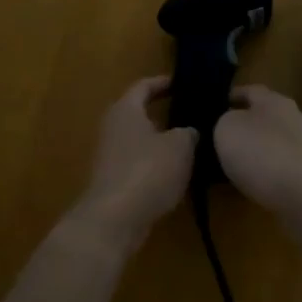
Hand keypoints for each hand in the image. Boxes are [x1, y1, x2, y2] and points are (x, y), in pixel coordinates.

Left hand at [71, 76, 196, 246]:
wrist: (115, 218)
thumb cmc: (148, 170)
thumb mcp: (181, 146)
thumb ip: (189, 133)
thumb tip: (191, 131)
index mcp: (126, 110)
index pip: (143, 86)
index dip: (163, 82)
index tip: (183, 83)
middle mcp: (113, 128)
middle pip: (139, 113)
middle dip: (164, 113)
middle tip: (191, 113)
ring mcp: (110, 156)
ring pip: (140, 140)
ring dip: (162, 141)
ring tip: (190, 143)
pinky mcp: (114, 181)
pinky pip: (139, 163)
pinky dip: (156, 164)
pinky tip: (177, 172)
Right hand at [214, 85, 301, 219]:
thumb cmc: (263, 154)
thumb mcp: (227, 129)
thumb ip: (223, 121)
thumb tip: (229, 126)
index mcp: (273, 100)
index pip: (248, 90)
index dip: (229, 97)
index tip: (210, 107)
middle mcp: (291, 118)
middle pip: (261, 117)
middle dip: (240, 126)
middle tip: (215, 139)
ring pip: (269, 143)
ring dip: (251, 152)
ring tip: (227, 165)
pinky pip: (278, 167)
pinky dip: (263, 173)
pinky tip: (249, 184)